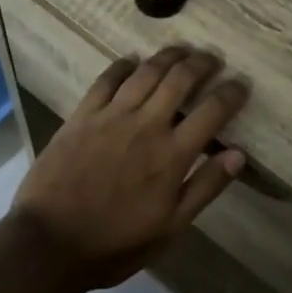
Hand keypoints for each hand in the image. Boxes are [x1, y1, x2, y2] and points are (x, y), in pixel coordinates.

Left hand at [10, 47, 248, 290]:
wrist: (50, 243)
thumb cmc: (116, 243)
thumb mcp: (170, 227)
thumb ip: (205, 187)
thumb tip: (238, 154)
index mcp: (172, 154)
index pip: (212, 111)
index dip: (231, 93)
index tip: (241, 84)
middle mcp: (146, 125)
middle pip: (180, 79)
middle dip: (202, 63)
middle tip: (214, 58)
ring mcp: (112, 116)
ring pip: (146, 72)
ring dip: (168, 56)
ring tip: (182, 50)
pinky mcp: (82, 115)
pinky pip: (106, 80)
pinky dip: (122, 65)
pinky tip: (131, 59)